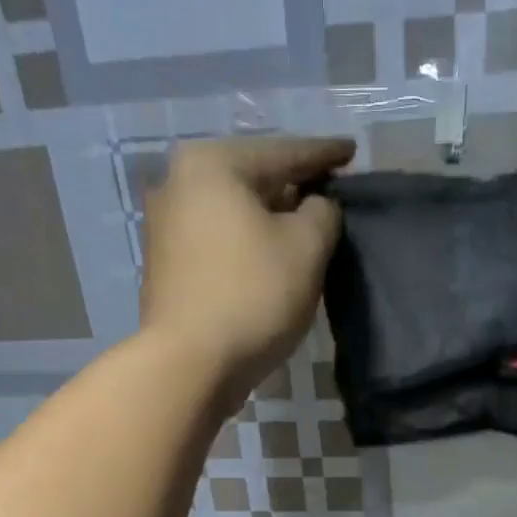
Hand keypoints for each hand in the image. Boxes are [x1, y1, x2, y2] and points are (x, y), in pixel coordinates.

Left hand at [138, 134, 354, 398]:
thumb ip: (323, 213)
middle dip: (292, 187)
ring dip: (268, 219)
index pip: (283, 152)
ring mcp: (165, 228)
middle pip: (252, 179)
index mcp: (212, 164)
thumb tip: (316, 206)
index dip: (323, 154)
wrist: (190, 365)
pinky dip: (247, 245)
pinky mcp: (166, 268)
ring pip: (233, 213)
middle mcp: (178, 184)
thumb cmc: (252, 296)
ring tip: (302, 227)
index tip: (350, 151)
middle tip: (327, 191)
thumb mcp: (307, 247)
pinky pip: (219, 242)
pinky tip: (268, 258)